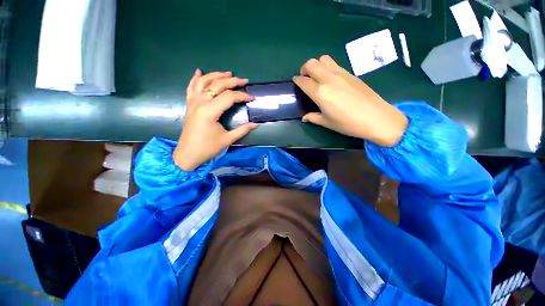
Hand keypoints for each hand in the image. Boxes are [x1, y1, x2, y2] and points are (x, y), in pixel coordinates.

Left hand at [173, 69, 257, 170]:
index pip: (229, 97)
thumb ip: (242, 130)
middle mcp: (200, 103)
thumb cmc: (208, 148)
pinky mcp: (189, 105)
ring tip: (228, 73)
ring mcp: (192, 102)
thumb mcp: (227, 139)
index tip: (252, 98)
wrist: (187, 154)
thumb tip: (256, 124)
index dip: (242, 96)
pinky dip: (195, 78)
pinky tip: (200, 71)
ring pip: (204, 82)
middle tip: (244, 81)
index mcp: (209, 112)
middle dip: (232, 81)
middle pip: (217, 85)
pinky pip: (191, 87)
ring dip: (216, 75)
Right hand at [293, 55, 407, 146]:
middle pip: (311, 63)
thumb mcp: (327, 122)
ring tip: (317, 77)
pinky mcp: (350, 73)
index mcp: (320, 93)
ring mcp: (341, 74)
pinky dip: (327, 68)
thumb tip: (305, 118)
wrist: (376, 118)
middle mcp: (328, 79)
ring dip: (316, 65)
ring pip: (323, 59)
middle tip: (306, 79)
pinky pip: (334, 64)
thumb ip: (313, 117)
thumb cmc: (348, 123)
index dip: (297, 80)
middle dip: (304, 69)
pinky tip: (330, 80)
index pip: (304, 81)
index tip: (295, 82)